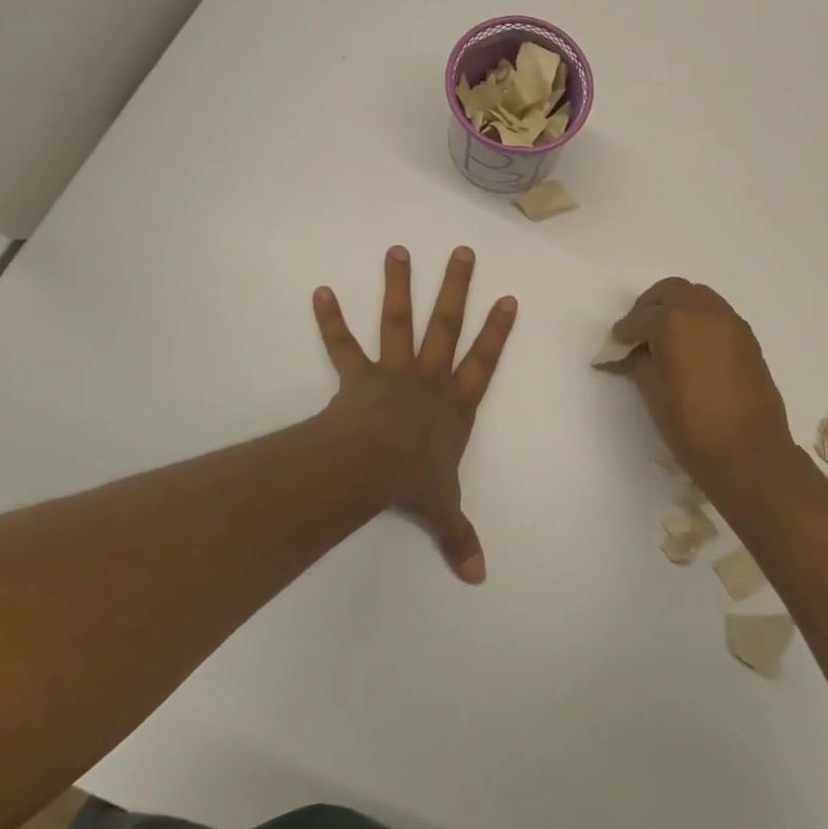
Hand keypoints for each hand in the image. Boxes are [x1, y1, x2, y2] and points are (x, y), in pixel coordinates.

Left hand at [312, 246, 516, 582]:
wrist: (373, 467)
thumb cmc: (414, 481)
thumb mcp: (443, 509)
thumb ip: (459, 537)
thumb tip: (479, 577)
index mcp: (455, 405)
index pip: (483, 362)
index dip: (497, 332)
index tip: (507, 298)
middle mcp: (428, 379)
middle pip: (446, 325)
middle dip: (456, 288)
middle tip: (461, 252)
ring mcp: (393, 373)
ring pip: (398, 322)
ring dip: (399, 286)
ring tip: (396, 251)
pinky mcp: (357, 377)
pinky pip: (343, 346)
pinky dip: (331, 320)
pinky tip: (320, 292)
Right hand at [613, 278, 795, 494]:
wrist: (748, 452)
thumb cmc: (691, 425)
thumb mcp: (653, 393)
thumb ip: (639, 363)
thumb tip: (633, 354)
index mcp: (674, 322)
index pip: (640, 318)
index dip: (624, 332)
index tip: (616, 344)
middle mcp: (704, 311)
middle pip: (671, 291)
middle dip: (650, 306)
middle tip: (639, 331)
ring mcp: (730, 322)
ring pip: (698, 296)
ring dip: (678, 307)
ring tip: (666, 337)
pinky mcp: (747, 338)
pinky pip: (717, 314)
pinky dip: (700, 320)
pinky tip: (693, 348)